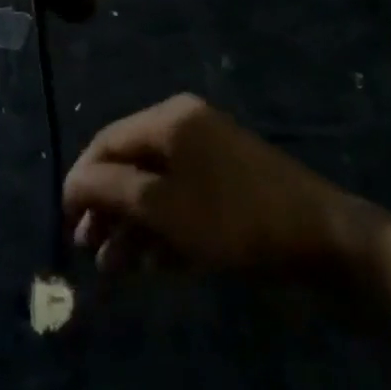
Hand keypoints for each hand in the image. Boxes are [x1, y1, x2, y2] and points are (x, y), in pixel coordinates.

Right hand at [65, 94, 389, 279]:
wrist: (325, 240)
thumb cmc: (235, 219)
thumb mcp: (165, 208)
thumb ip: (113, 191)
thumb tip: (73, 182)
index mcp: (169, 119)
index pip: (108, 141)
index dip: (82, 180)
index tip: (65, 222)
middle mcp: (186, 127)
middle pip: (130, 164)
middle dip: (107, 207)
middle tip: (88, 250)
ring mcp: (210, 155)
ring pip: (155, 187)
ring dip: (131, 225)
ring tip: (114, 270)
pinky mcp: (228, 185)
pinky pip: (181, 200)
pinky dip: (163, 229)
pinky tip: (151, 265)